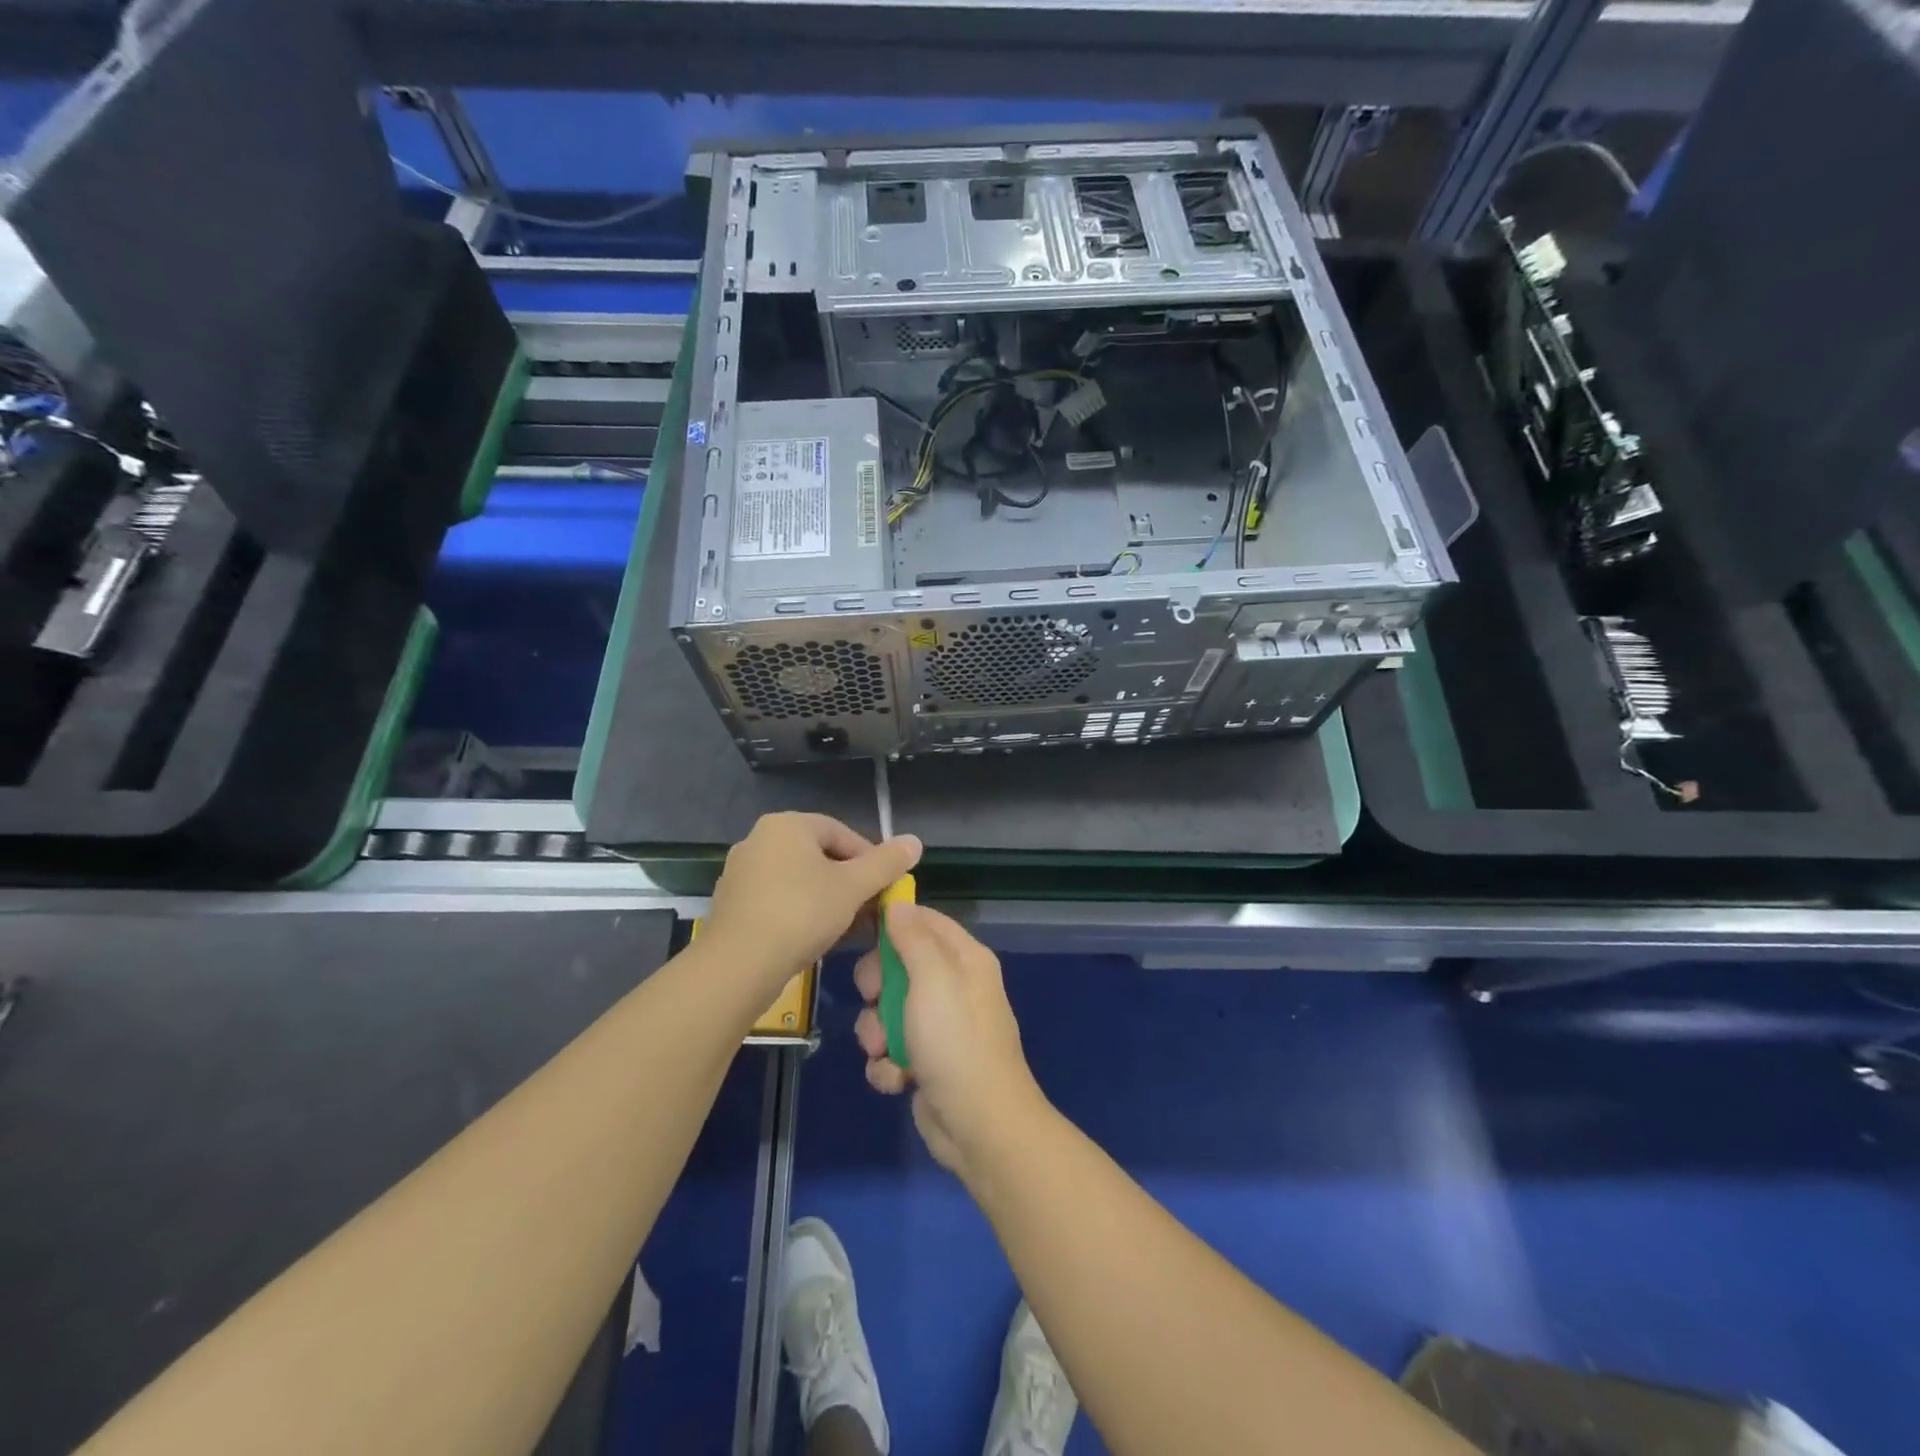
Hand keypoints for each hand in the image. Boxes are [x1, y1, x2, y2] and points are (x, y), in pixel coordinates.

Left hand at [706, 813, 921, 999]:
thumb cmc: (801, 913)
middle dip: (849, 882)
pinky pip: (777, 900)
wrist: (738, 965)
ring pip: (798, 880)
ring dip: (827, 899)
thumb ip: (886, 863)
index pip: (841, 833)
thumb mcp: (853, 887)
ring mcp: (741, 873)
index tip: (886, 887)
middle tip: (870, 909)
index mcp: (787, 825)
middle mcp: (759, 840)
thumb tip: (915, 841)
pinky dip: (800, 913)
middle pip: (819, 856)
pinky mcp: (732, 904)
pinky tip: (816, 939)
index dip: (870, 859)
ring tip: (848, 927)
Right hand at [854, 903, 1044, 1177]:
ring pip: (887, 1011)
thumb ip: (913, 938)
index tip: (860, 929)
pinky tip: (896, 1079)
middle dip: (877, 987)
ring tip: (885, 1050)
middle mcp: (953, 987)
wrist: (979, 1124)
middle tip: (873, 999)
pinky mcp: (925, 1063)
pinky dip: (887, 1065)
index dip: (893, 921)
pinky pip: (891, 1050)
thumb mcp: (933, 979)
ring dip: (877, 1033)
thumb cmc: (955, 1041)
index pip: (925, 921)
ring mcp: (939, 1027)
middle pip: (898, 966)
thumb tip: (898, 904)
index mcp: (964, 959)